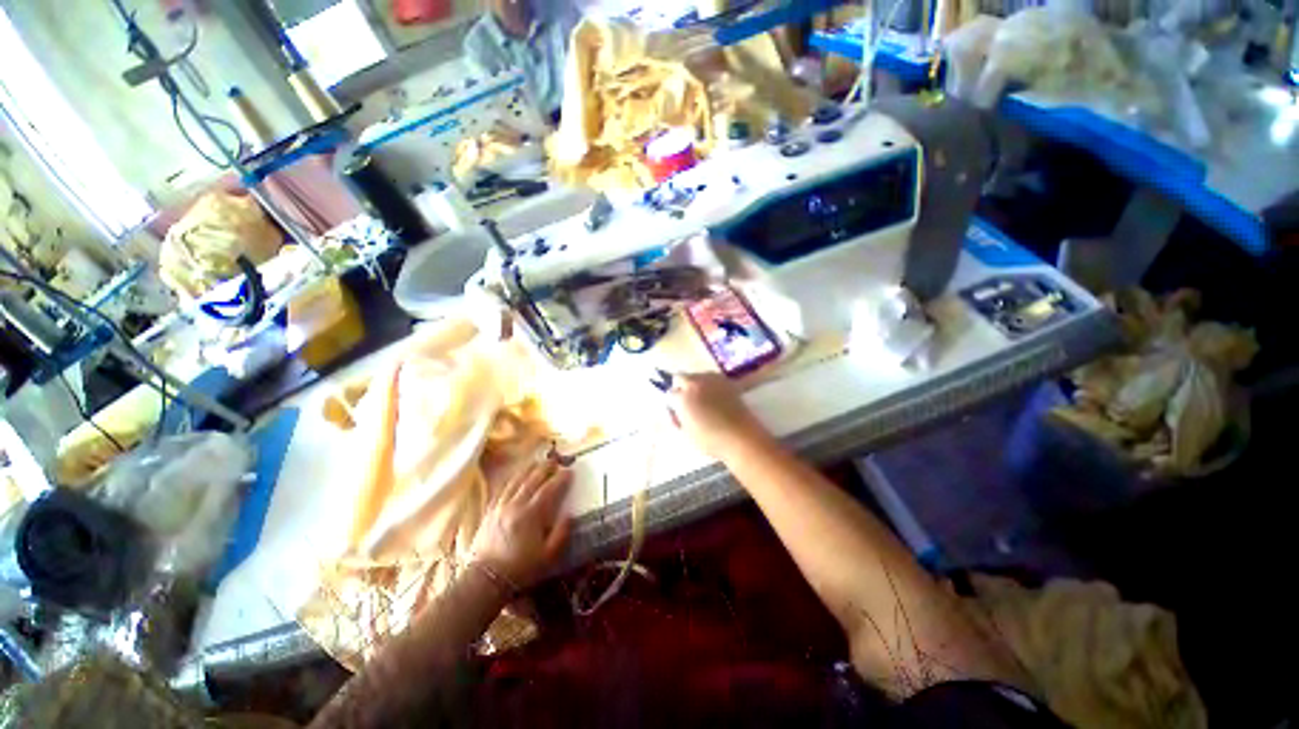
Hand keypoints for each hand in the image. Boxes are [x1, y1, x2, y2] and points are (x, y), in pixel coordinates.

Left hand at [469, 459, 572, 590]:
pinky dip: (512, 479)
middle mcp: (516, 505)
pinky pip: (502, 488)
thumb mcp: (548, 556)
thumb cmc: (521, 568)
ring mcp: (501, 506)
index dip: (561, 478)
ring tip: (538, 462)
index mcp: (532, 514)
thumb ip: (561, 533)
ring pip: (517, 480)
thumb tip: (570, 515)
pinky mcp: (490, 510)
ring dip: (529, 469)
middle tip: (556, 461)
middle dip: (546, 468)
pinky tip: (516, 476)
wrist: (485, 580)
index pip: (549, 489)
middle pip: (533, 479)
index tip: (570, 472)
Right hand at [664, 373, 769, 459]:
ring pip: (696, 376)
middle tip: (686, 402)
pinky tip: (714, 397)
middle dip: (680, 387)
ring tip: (702, 399)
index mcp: (682, 398)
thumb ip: (675, 419)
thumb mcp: (685, 434)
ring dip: (694, 384)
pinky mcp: (725, 381)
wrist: (741, 437)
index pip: (669, 394)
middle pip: (680, 377)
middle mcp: (695, 383)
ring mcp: (711, 379)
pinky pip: (711, 377)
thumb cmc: (710, 440)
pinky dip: (709, 384)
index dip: (672, 404)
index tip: (677, 412)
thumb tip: (673, 410)